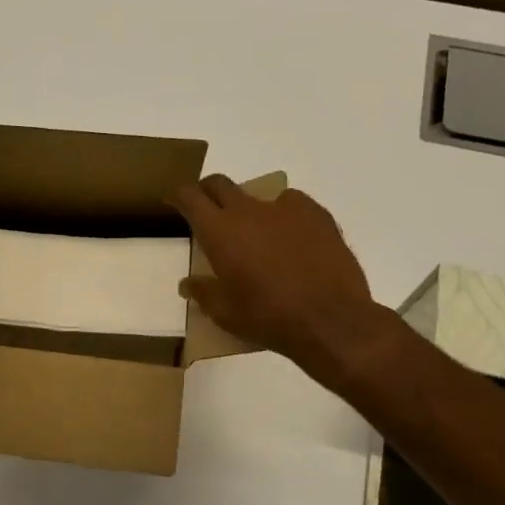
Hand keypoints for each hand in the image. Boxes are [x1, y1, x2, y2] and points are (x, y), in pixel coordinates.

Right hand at [170, 175, 389, 379]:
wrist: (330, 320)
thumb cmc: (267, 317)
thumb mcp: (225, 313)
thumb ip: (203, 292)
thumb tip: (188, 284)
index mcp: (219, 231)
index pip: (190, 197)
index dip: (178, 196)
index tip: (174, 203)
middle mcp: (248, 210)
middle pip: (219, 184)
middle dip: (208, 192)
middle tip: (207, 211)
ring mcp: (285, 208)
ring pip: (258, 195)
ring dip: (250, 209)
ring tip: (258, 235)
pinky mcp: (317, 214)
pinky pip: (293, 205)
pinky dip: (285, 216)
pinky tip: (293, 239)